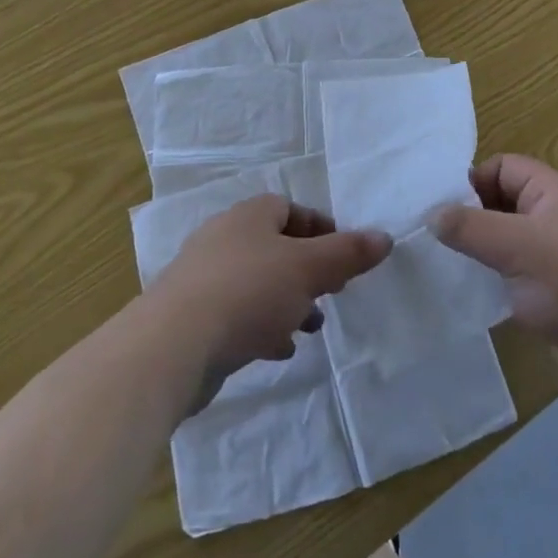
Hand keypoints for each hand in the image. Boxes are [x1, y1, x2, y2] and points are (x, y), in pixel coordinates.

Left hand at [150, 195, 390, 408]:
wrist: (172, 346)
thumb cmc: (248, 292)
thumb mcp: (309, 269)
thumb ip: (348, 253)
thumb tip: (385, 237)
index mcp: (249, 216)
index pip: (290, 208)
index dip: (320, 228)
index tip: (343, 256)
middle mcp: (223, 238)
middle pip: (275, 246)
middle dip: (307, 269)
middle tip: (332, 291)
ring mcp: (204, 278)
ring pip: (257, 282)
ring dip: (287, 301)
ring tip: (310, 326)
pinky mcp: (192, 316)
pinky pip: (236, 313)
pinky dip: (261, 325)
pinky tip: (278, 349)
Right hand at [432, 154, 557, 414]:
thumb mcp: (517, 247)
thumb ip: (470, 227)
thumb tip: (431, 214)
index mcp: (553, 192)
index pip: (502, 167)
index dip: (471, 181)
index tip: (437, 208)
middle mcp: (555, 218)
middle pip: (501, 202)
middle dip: (469, 217)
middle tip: (431, 238)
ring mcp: (556, 258)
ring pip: (506, 242)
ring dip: (479, 252)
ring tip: (441, 266)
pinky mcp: (554, 294)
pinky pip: (515, 275)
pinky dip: (493, 281)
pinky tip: (469, 295)